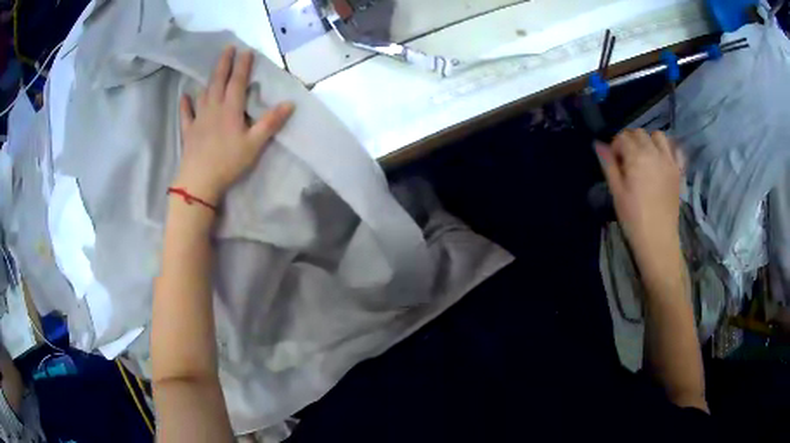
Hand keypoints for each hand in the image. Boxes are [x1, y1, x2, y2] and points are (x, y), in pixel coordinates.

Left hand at [174, 46, 294, 204]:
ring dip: (209, 80)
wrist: (199, 182)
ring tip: (213, 70)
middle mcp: (213, 109)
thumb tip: (290, 103)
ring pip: (204, 94)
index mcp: (230, 110)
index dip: (243, 66)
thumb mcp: (255, 144)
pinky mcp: (189, 132)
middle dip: (224, 63)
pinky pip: (186, 114)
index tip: (247, 51)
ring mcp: (199, 119)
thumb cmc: (229, 162)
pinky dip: (185, 104)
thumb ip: (270, 122)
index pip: (238, 82)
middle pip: (218, 81)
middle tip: (228, 48)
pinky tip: (185, 96)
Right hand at [597, 130, 682, 260]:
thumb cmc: (633, 218)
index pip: (622, 137)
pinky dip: (668, 149)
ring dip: (649, 141)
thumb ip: (608, 165)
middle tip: (627, 160)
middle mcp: (654, 153)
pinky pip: (675, 149)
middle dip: (630, 141)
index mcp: (636, 157)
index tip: (614, 162)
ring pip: (658, 136)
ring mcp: (669, 161)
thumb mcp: (616, 192)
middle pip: (639, 133)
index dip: (615, 147)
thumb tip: (598, 144)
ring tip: (645, 157)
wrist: (658, 239)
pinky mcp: (678, 171)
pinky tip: (662, 160)